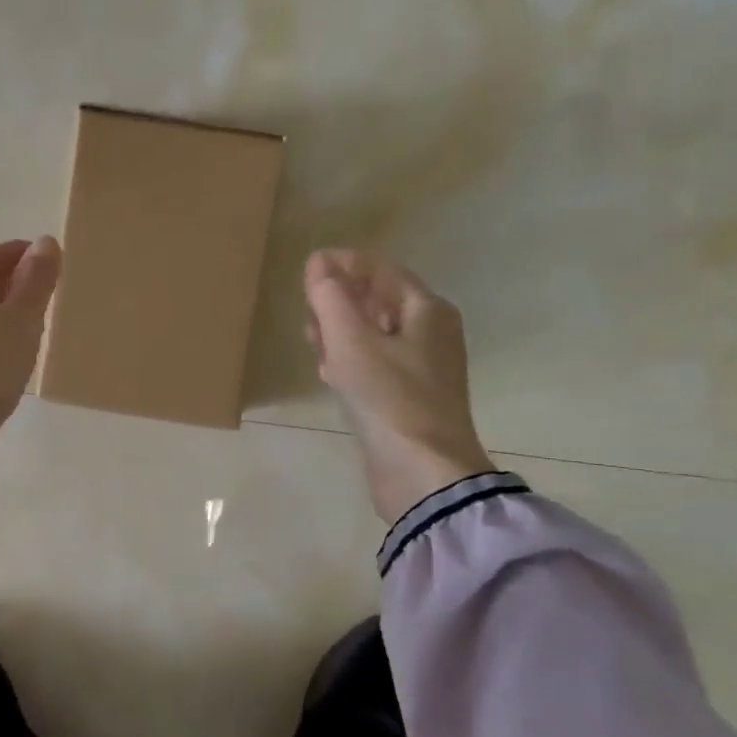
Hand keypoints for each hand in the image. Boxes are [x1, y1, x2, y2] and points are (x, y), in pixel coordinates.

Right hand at [305, 248, 495, 522]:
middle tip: (307, 308)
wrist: (423, 472)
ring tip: (311, 337)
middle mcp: (430, 333)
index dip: (343, 263)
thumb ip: (332, 299)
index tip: (307, 269)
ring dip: (341, 330)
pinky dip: (350, 360)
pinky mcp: (407, 398)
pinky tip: (328, 371)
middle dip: (341, 298)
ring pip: (374, 334)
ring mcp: (421, 368)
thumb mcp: (352, 342)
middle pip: (379, 300)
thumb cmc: (389, 398)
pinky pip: (375, 365)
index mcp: (426, 310)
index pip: (382, 270)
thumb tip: (318, 264)